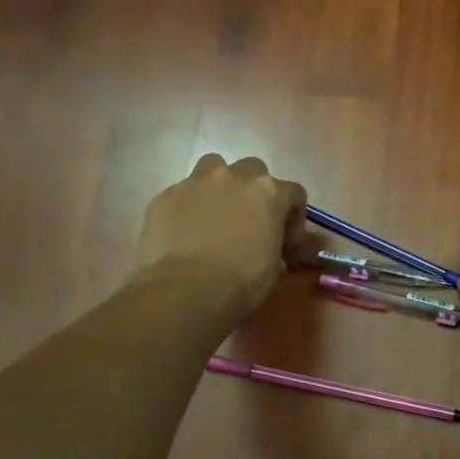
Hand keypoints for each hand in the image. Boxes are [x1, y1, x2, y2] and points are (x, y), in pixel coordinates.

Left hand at [135, 155, 306, 319]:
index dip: (293, 217)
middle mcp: (234, 177)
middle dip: (255, 192)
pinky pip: (183, 194)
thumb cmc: (242, 281)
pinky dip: (188, 207)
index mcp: (268, 192)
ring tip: (216, 217)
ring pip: (213, 169)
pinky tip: (185, 233)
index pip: (294, 193)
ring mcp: (196, 182)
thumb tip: (294, 245)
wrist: (185, 290)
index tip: (286, 241)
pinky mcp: (165, 196)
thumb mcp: (277, 267)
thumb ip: (285, 245)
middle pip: (253, 170)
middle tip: (250, 222)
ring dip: (219, 187)